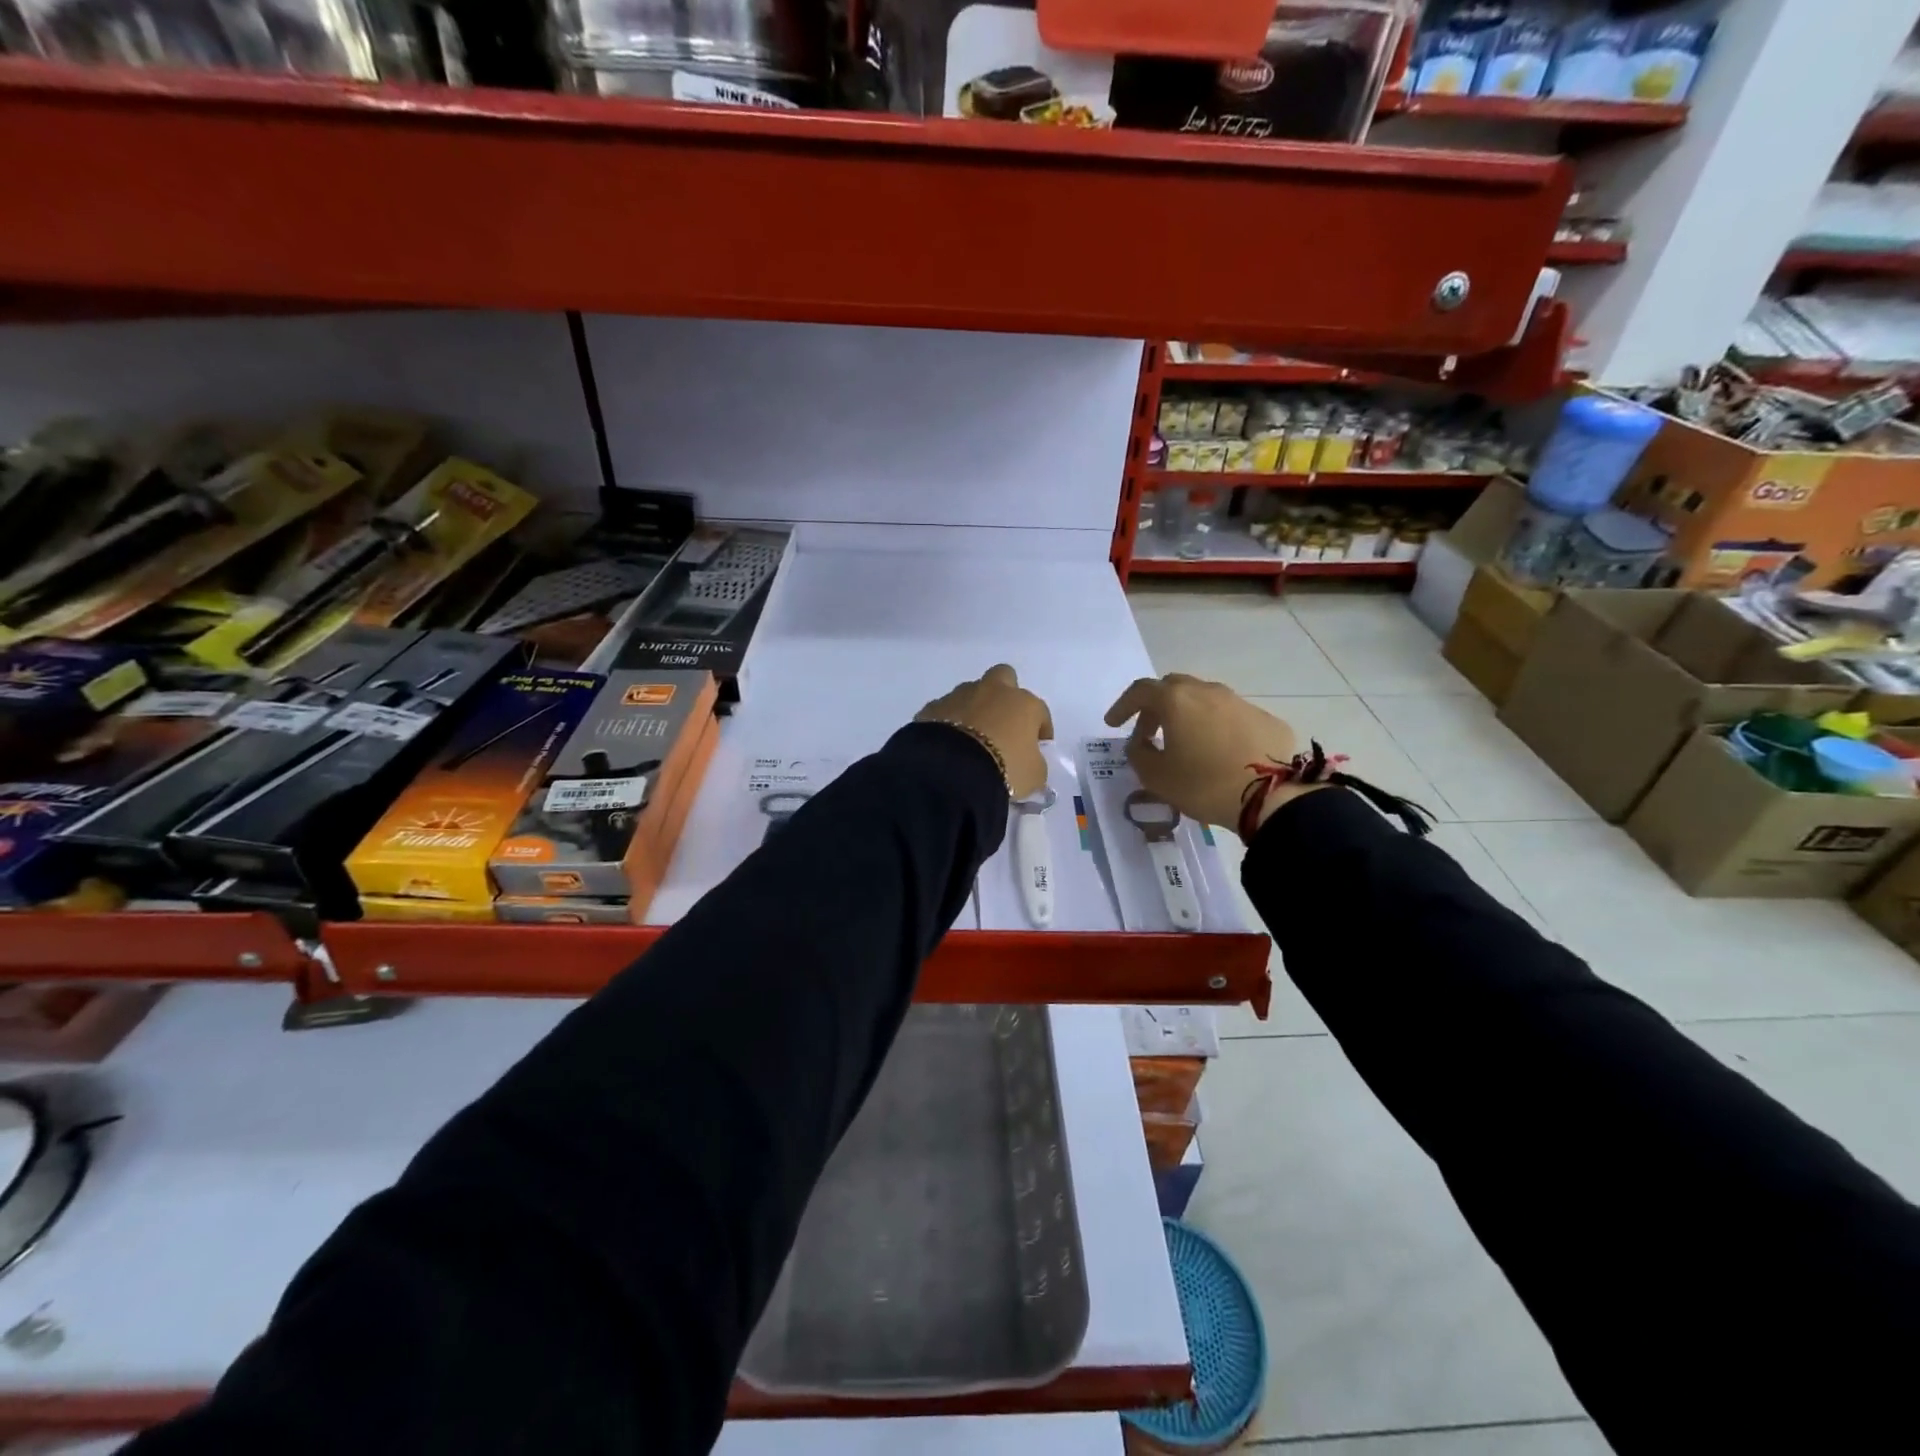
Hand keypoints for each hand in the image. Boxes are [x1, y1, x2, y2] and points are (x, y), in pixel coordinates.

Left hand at [917, 664, 1053, 799]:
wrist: (951, 772)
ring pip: (970, 693)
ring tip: (971, 737)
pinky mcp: (932, 708)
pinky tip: (948, 743)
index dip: (1041, 729)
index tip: (1037, 746)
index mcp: (1023, 703)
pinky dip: (948, 722)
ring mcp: (959, 696)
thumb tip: (1028, 760)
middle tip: (1003, 722)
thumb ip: (1035, 763)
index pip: (1039, 711)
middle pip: (1003, 678)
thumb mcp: (1034, 776)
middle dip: (1004, 695)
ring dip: (973, 709)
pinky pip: (945, 711)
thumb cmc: (1004, 769)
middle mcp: (992, 691)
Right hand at [1104, 673, 1307, 830]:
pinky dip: (1217, 728)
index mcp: (1177, 700)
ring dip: (1188, 715)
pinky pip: (1232, 717)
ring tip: (1185, 743)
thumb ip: (1138, 754)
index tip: (1112, 724)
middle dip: (1155, 707)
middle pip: (1173, 688)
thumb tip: (1140, 743)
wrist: (1271, 797)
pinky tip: (1219, 753)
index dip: (1123, 706)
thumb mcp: (1156, 776)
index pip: (1140, 691)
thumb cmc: (1203, 784)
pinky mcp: (1267, 720)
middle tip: (1148, 733)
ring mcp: (1241, 703)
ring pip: (1205, 699)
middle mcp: (1208, 692)